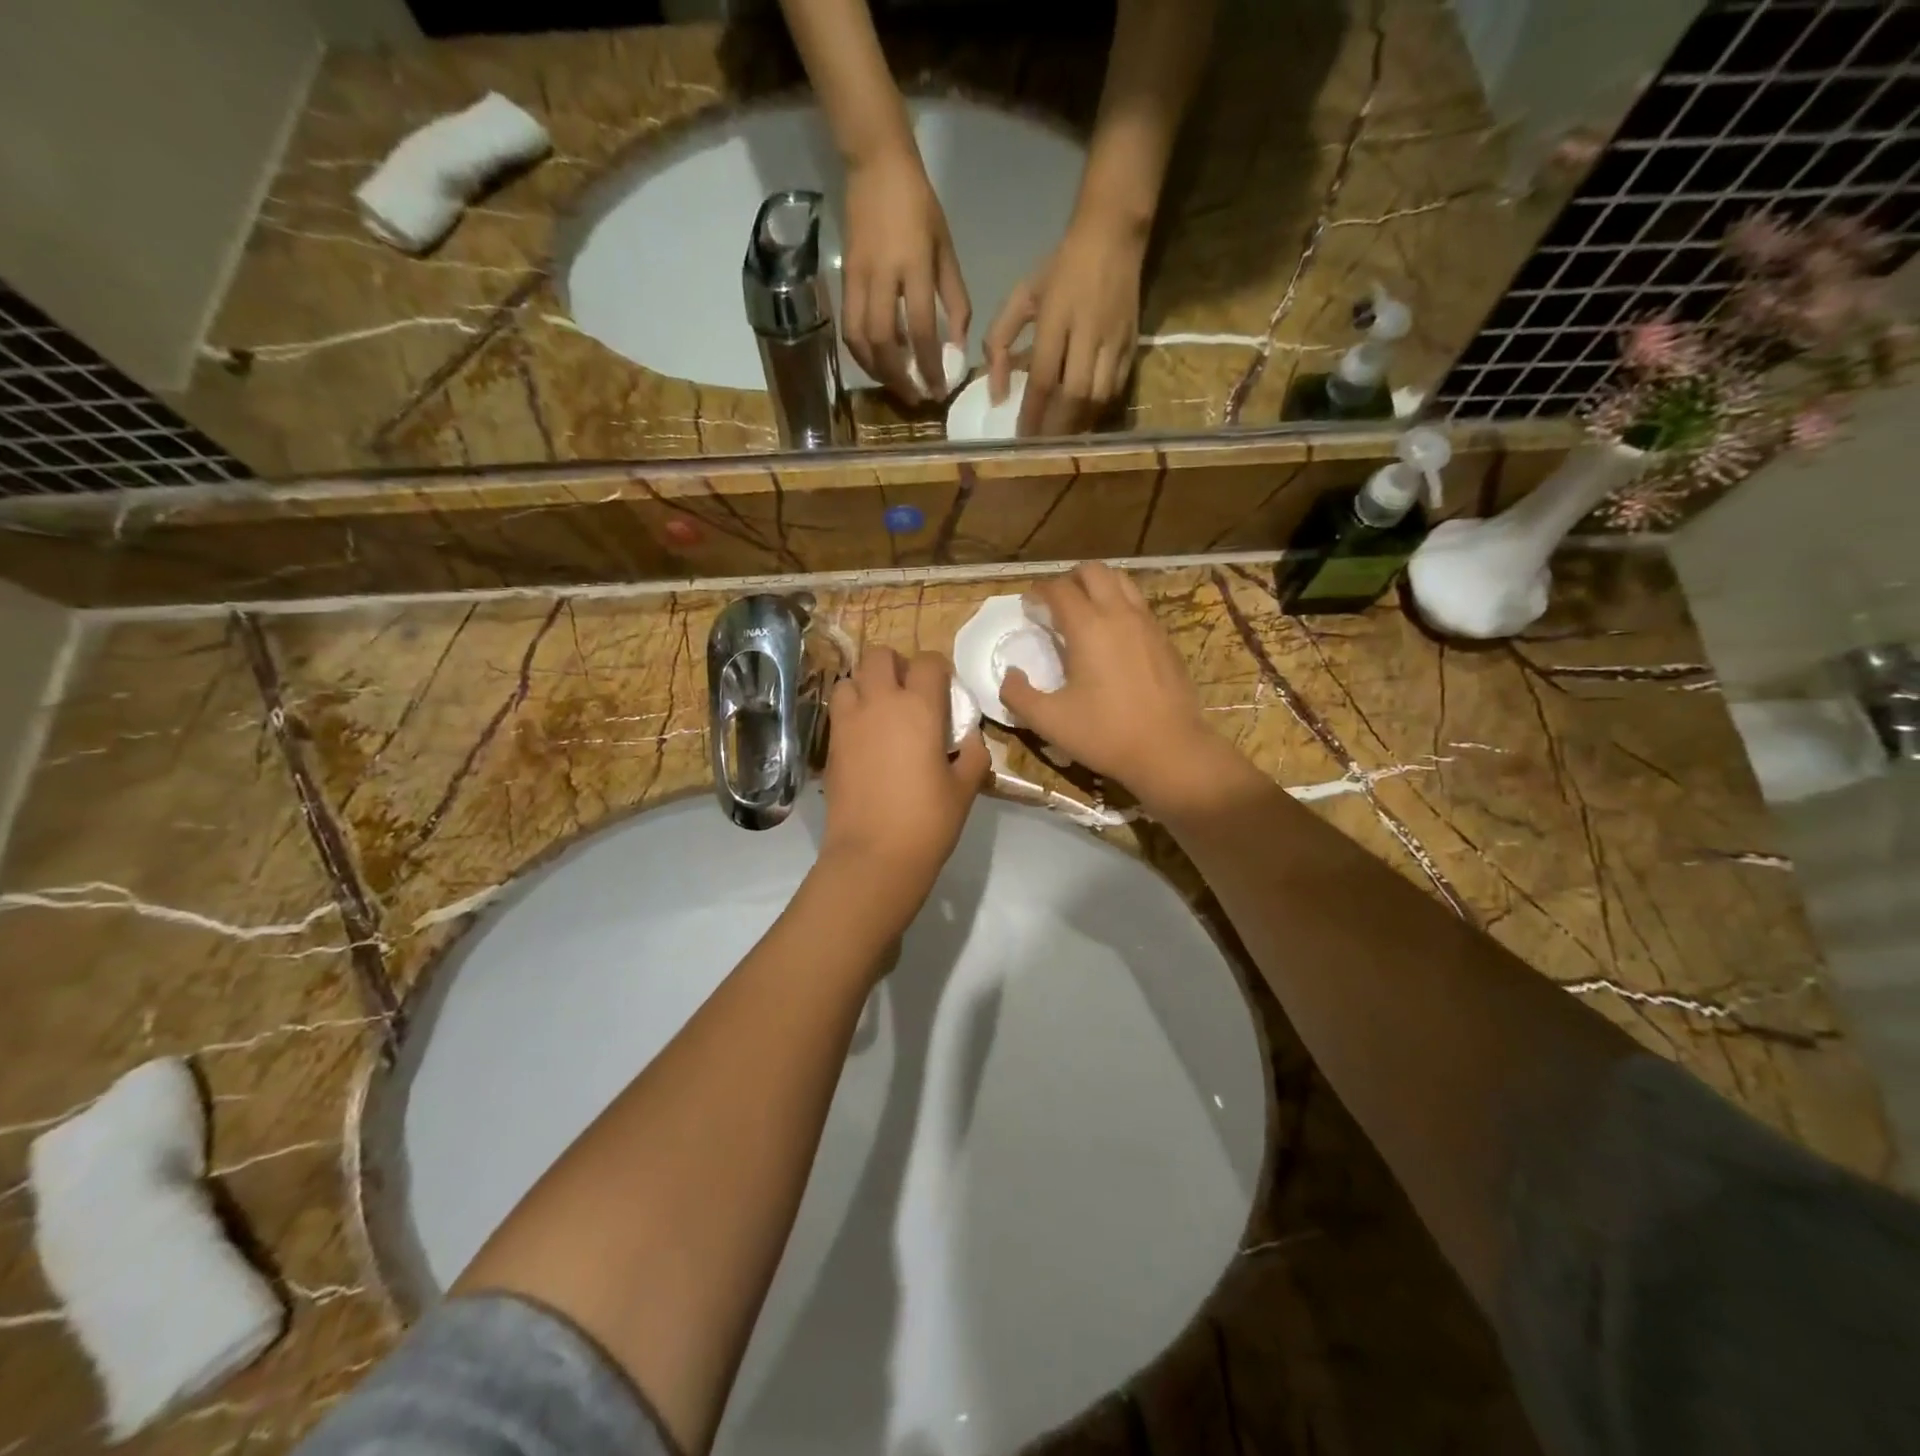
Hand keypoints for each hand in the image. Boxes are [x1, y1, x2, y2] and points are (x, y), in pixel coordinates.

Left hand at [819, 647, 988, 917]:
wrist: (874, 855)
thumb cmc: (928, 821)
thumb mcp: (965, 788)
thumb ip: (974, 754)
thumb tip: (971, 739)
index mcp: (919, 707)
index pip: (928, 662)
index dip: (939, 669)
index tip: (944, 689)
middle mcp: (880, 703)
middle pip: (880, 655)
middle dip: (896, 664)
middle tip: (909, 691)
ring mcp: (849, 722)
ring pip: (850, 678)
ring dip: (866, 684)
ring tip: (881, 709)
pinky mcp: (830, 744)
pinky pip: (838, 709)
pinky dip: (851, 710)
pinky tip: (866, 736)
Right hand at [842, 147, 970, 404]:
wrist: (875, 165)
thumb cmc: (919, 207)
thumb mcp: (946, 249)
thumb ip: (955, 299)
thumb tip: (958, 346)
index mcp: (913, 265)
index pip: (921, 328)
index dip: (930, 365)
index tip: (938, 390)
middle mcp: (882, 275)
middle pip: (883, 341)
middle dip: (899, 376)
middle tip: (915, 396)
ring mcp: (857, 277)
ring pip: (859, 339)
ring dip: (877, 371)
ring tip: (895, 385)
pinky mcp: (842, 279)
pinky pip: (849, 327)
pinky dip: (862, 353)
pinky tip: (878, 364)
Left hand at [985, 207, 1144, 436]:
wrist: (1113, 235)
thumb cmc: (1059, 268)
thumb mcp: (1021, 296)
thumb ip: (1000, 342)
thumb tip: (996, 393)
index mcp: (1056, 318)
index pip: (1043, 378)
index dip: (1031, 413)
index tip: (1020, 439)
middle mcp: (1088, 332)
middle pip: (1074, 395)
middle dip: (1055, 427)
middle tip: (1040, 447)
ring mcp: (1114, 340)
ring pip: (1097, 397)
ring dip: (1077, 424)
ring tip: (1061, 439)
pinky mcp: (1132, 345)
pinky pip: (1115, 390)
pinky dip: (1097, 411)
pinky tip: (1083, 420)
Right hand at [1000, 565, 1243, 812]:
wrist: (1170, 750)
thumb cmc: (1105, 734)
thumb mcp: (1049, 721)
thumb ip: (1018, 695)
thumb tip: (1009, 675)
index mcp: (1088, 627)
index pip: (1058, 589)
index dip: (1038, 591)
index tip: (1028, 606)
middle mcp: (1119, 614)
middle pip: (1093, 571)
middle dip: (1069, 579)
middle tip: (1055, 603)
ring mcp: (1147, 623)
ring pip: (1122, 581)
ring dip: (1098, 586)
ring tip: (1085, 611)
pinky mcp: (1165, 639)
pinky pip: (1139, 605)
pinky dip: (1120, 605)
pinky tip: (1113, 635)